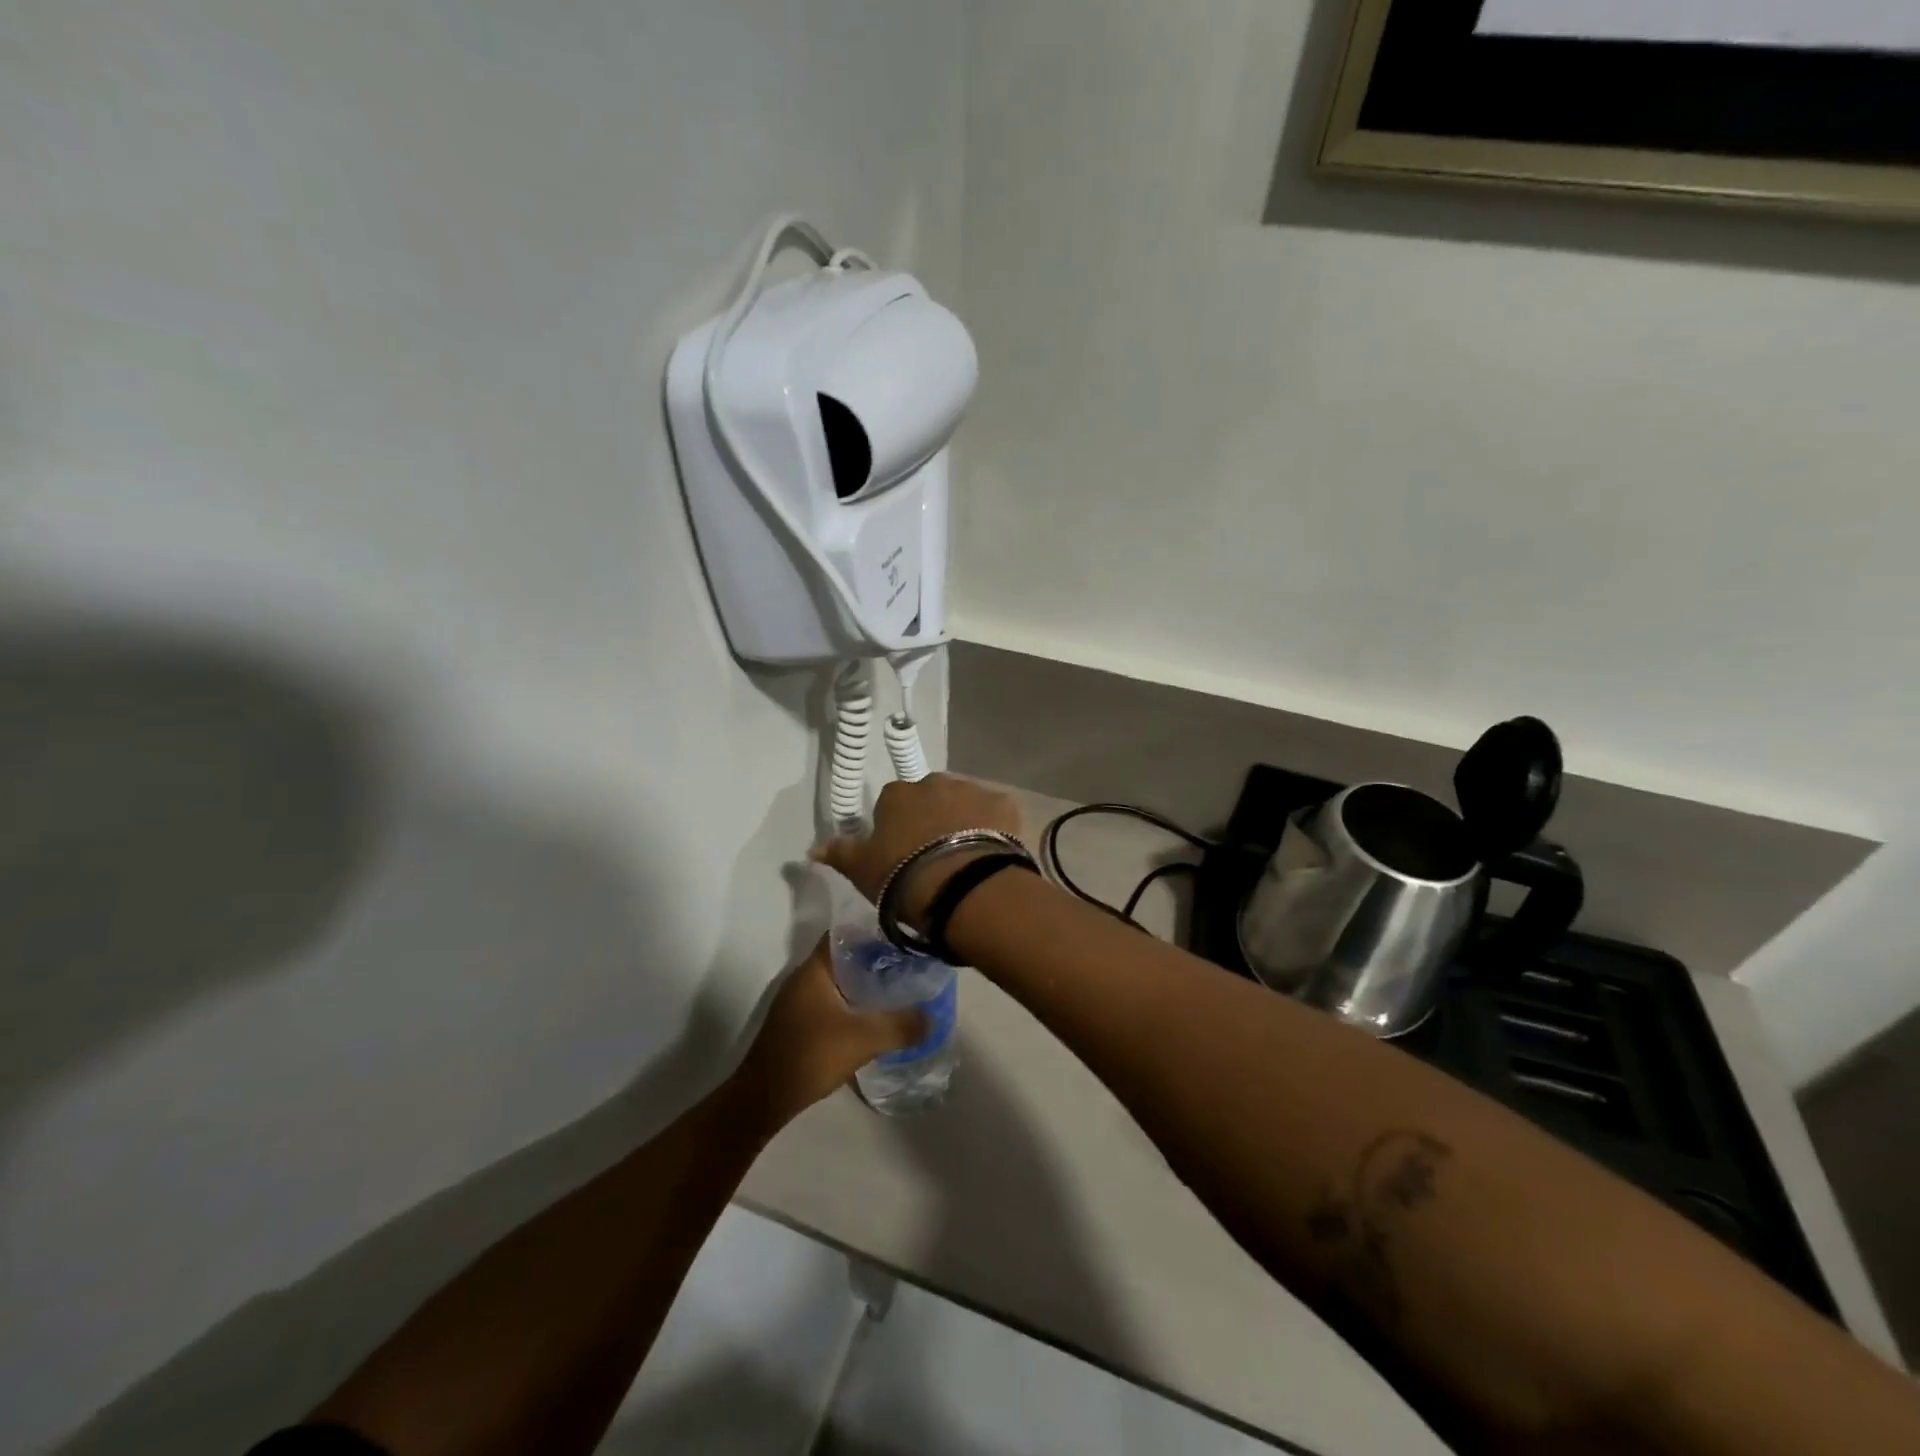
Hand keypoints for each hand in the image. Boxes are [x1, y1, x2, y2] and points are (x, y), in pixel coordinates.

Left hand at [732, 938, 926, 1128]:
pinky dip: (852, 1006)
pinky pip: (831, 1004)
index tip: (902, 940)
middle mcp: (803, 979)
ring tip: (898, 992)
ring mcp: (798, 1003)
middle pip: (844, 958)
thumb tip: (932, 1018)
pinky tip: (872, 1020)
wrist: (762, 1100)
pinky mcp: (798, 1025)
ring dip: (864, 986)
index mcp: (814, 969)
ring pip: (838, 983)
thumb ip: (900, 1026)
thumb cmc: (810, 1055)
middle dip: (875, 962)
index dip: (873, 933)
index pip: (844, 934)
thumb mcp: (863, 1039)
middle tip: (908, 967)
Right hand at [812, 773, 1024, 918]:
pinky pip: (996, 814)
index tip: (901, 854)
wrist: (963, 888)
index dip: (896, 828)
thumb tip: (812, 848)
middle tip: (933, 856)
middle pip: (930, 799)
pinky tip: (992, 855)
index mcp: (897, 794)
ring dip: (962, 822)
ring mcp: (973, 790)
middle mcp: (934, 783)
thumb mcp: (862, 870)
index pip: (891, 804)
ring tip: (964, 859)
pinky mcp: (1005, 805)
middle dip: (931, 820)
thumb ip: (839, 853)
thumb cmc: (904, 878)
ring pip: (964, 804)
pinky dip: (994, 828)